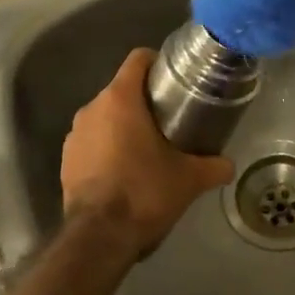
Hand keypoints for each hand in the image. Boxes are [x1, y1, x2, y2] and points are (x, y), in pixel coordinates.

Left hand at [61, 49, 234, 256]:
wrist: (99, 236)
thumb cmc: (145, 193)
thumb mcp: (189, 179)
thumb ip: (214, 166)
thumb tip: (229, 165)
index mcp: (120, 99)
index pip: (138, 59)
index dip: (158, 63)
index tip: (175, 80)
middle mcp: (92, 108)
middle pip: (122, 89)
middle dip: (145, 100)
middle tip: (171, 118)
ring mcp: (74, 135)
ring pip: (105, 116)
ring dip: (125, 125)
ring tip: (149, 147)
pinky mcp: (66, 159)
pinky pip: (92, 141)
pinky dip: (108, 147)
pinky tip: (125, 170)